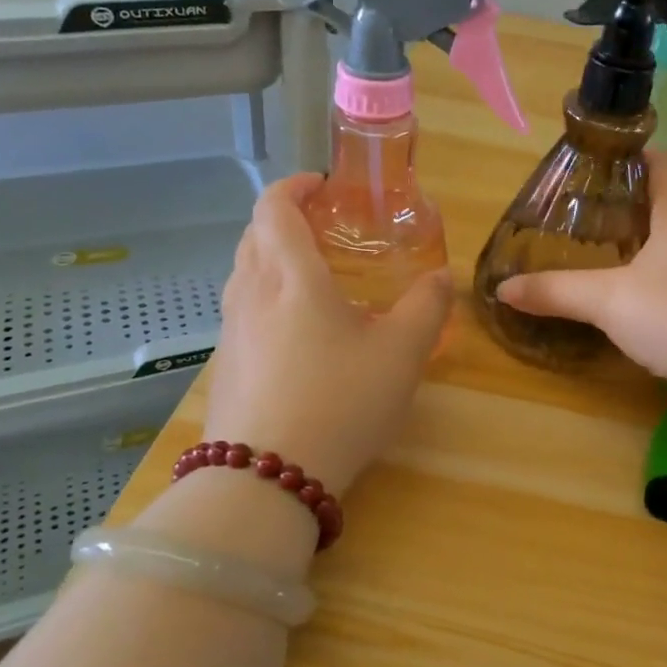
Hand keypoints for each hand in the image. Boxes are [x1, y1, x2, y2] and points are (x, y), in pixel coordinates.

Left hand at [200, 173, 452, 494]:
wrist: (266, 481)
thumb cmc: (340, 402)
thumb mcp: (401, 354)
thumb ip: (427, 307)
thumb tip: (442, 277)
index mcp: (290, 275)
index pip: (275, 205)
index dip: (297, 186)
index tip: (325, 187)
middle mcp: (250, 292)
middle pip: (255, 234)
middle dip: (287, 219)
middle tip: (329, 231)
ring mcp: (230, 330)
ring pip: (245, 272)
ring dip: (274, 259)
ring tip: (316, 279)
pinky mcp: (224, 366)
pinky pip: (243, 310)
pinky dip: (267, 298)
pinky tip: (298, 335)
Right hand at [497, 153, 666, 387]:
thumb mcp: (607, 302)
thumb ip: (555, 291)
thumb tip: (502, 289)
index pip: (658, 158)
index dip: (626, 159)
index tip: (593, 176)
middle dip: (638, 199)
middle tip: (598, 219)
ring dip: (663, 232)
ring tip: (625, 252)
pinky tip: (663, 291)